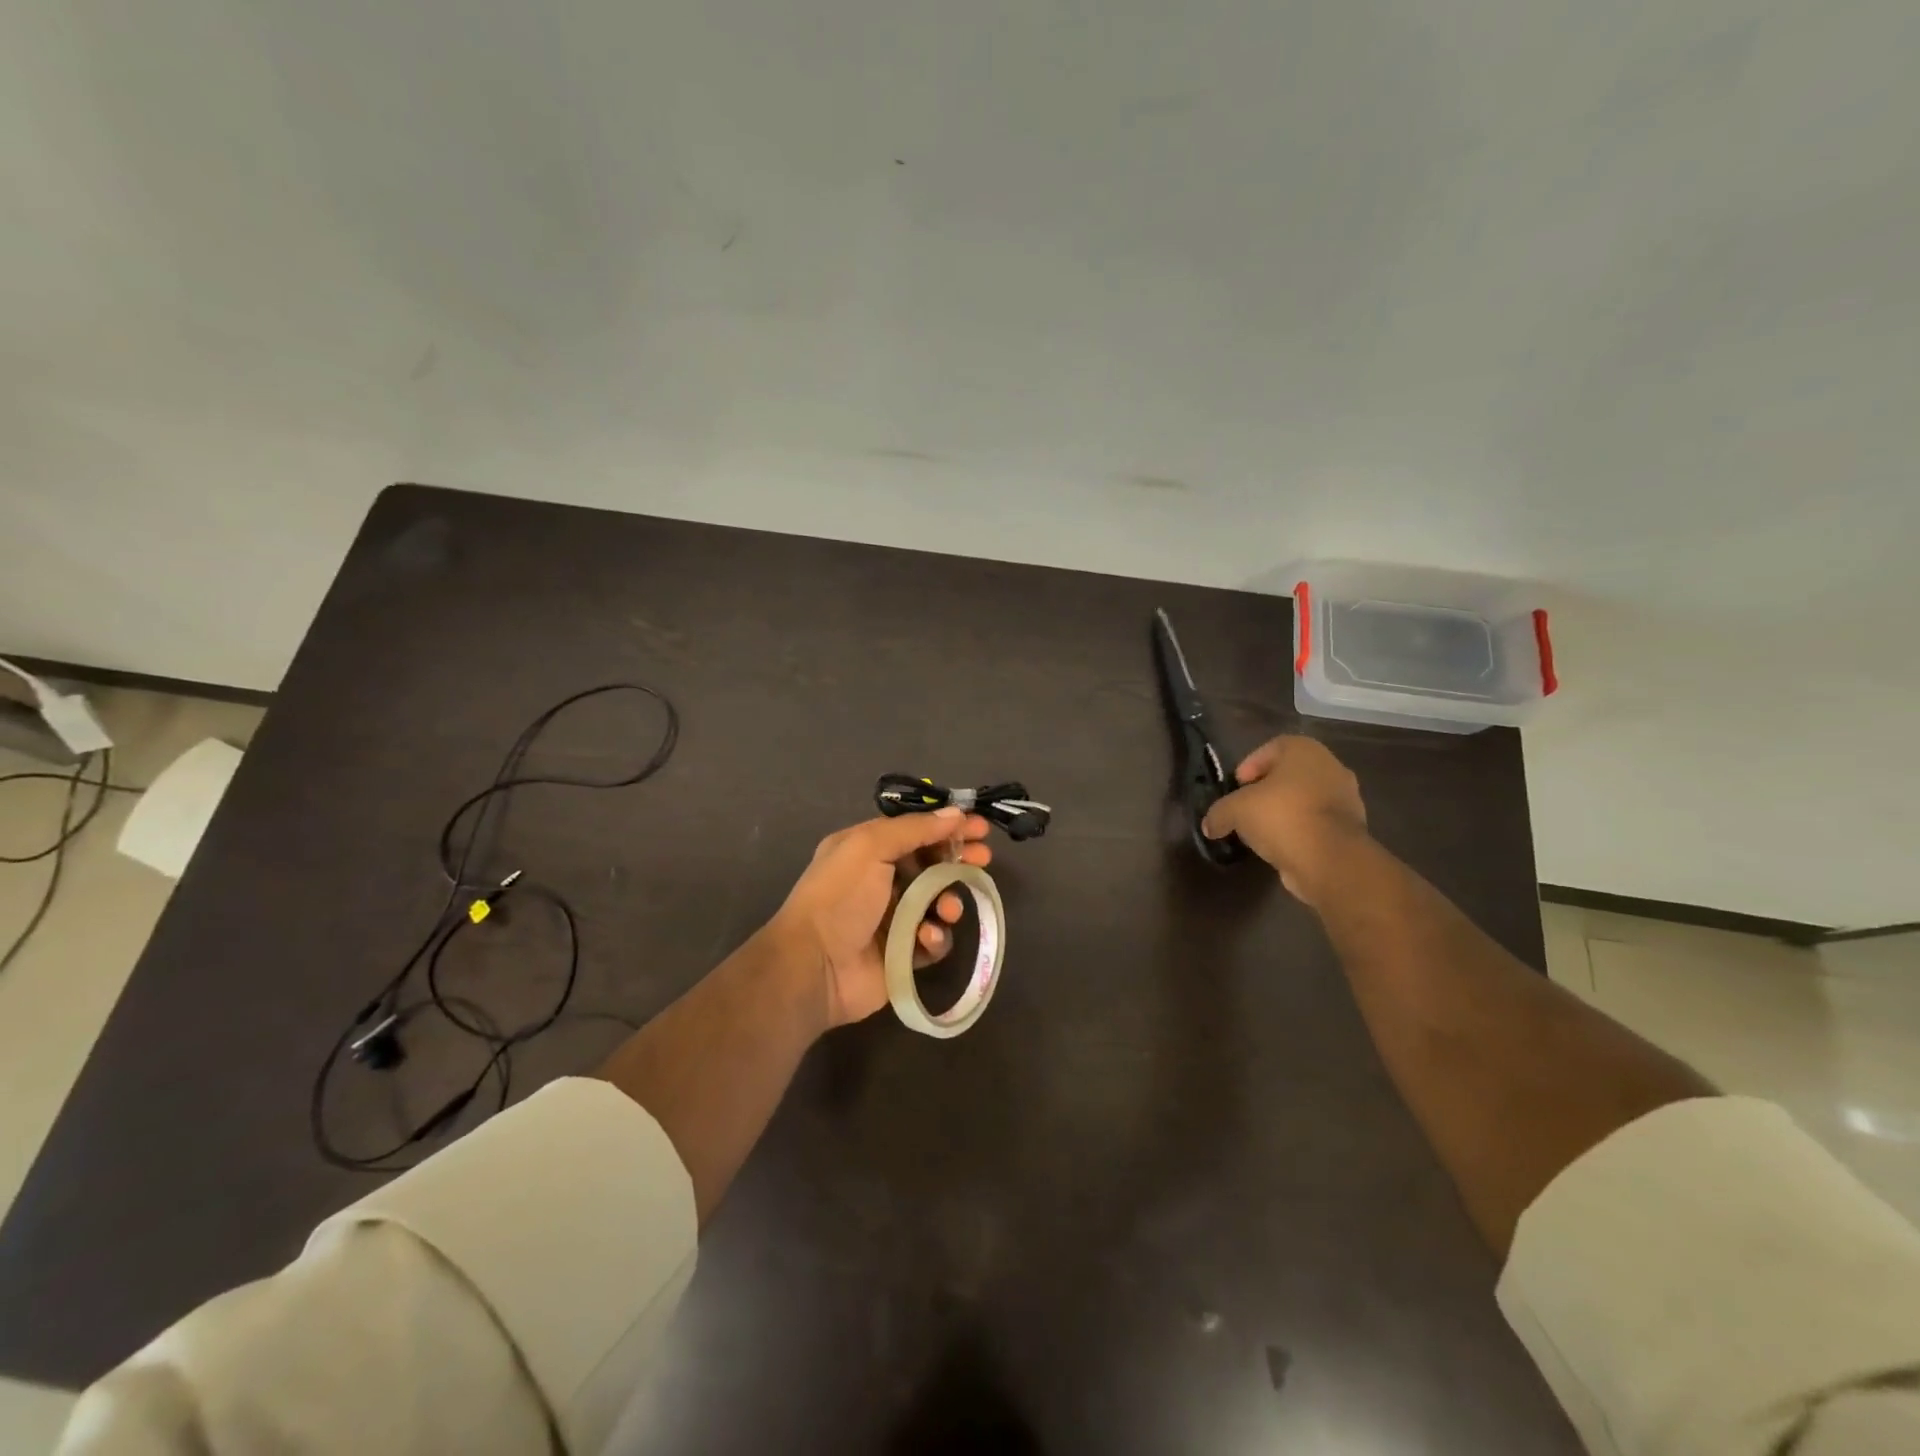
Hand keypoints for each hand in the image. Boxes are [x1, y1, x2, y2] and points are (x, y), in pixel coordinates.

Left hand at [769, 808, 994, 1029]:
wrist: (814, 966)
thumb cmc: (839, 897)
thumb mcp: (870, 847)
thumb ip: (915, 829)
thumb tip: (955, 813)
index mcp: (867, 849)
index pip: (916, 831)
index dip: (948, 827)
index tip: (980, 827)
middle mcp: (881, 880)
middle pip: (932, 864)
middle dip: (959, 860)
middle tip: (983, 860)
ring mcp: (893, 918)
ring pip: (938, 902)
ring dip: (949, 901)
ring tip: (947, 908)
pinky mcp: (903, 953)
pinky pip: (933, 940)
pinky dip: (935, 937)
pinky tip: (925, 937)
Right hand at [1201, 736, 1366, 904]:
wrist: (1330, 860)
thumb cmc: (1282, 817)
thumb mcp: (1236, 811)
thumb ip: (1219, 813)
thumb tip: (1210, 826)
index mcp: (1306, 751)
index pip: (1272, 748)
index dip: (1250, 765)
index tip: (1237, 786)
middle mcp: (1331, 768)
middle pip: (1290, 774)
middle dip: (1267, 790)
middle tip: (1246, 807)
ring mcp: (1346, 799)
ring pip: (1305, 799)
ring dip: (1283, 812)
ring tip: (1261, 831)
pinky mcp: (1351, 829)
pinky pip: (1316, 823)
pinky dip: (1299, 831)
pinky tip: (1280, 846)